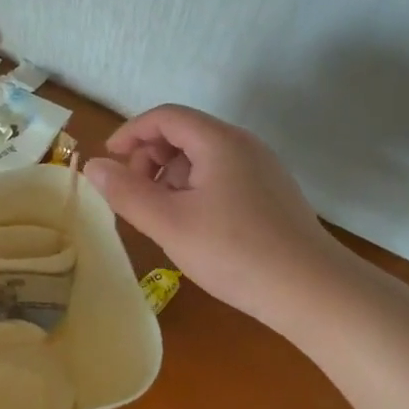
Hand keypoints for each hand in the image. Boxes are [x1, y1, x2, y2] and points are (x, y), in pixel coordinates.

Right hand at [85, 104, 338, 321]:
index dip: (130, 133)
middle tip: (135, 195)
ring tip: (161, 215)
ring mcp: (262, 169)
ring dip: (171, 176)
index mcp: (219, 141)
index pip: (165, 116)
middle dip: (150, 157)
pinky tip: (193, 226)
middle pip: (184, 133)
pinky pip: (222, 175)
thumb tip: (93, 166)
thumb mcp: (169, 223)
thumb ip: (126, 192)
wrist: (314, 292)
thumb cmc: (235, 252)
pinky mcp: (271, 194)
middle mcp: (243, 145)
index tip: (108, 161)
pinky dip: (195, 189)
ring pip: (203, 157)